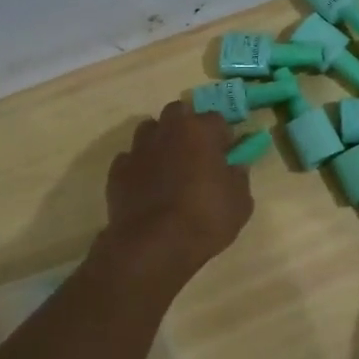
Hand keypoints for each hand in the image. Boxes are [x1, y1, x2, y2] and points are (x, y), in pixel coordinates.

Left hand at [99, 101, 253, 284]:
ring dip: (161, 141)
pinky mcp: (117, 171)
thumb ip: (239, 177)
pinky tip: (147, 187)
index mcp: (200, 130)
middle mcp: (167, 130)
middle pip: (178, 113)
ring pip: (150, 131)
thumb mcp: (240, 202)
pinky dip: (140, 166)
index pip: (217, 118)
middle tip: (197, 153)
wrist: (154, 245)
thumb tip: (234, 166)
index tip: (227, 154)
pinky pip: (131, 159)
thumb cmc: (206, 218)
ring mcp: (138, 149)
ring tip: (170, 167)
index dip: (223, 136)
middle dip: (188, 126)